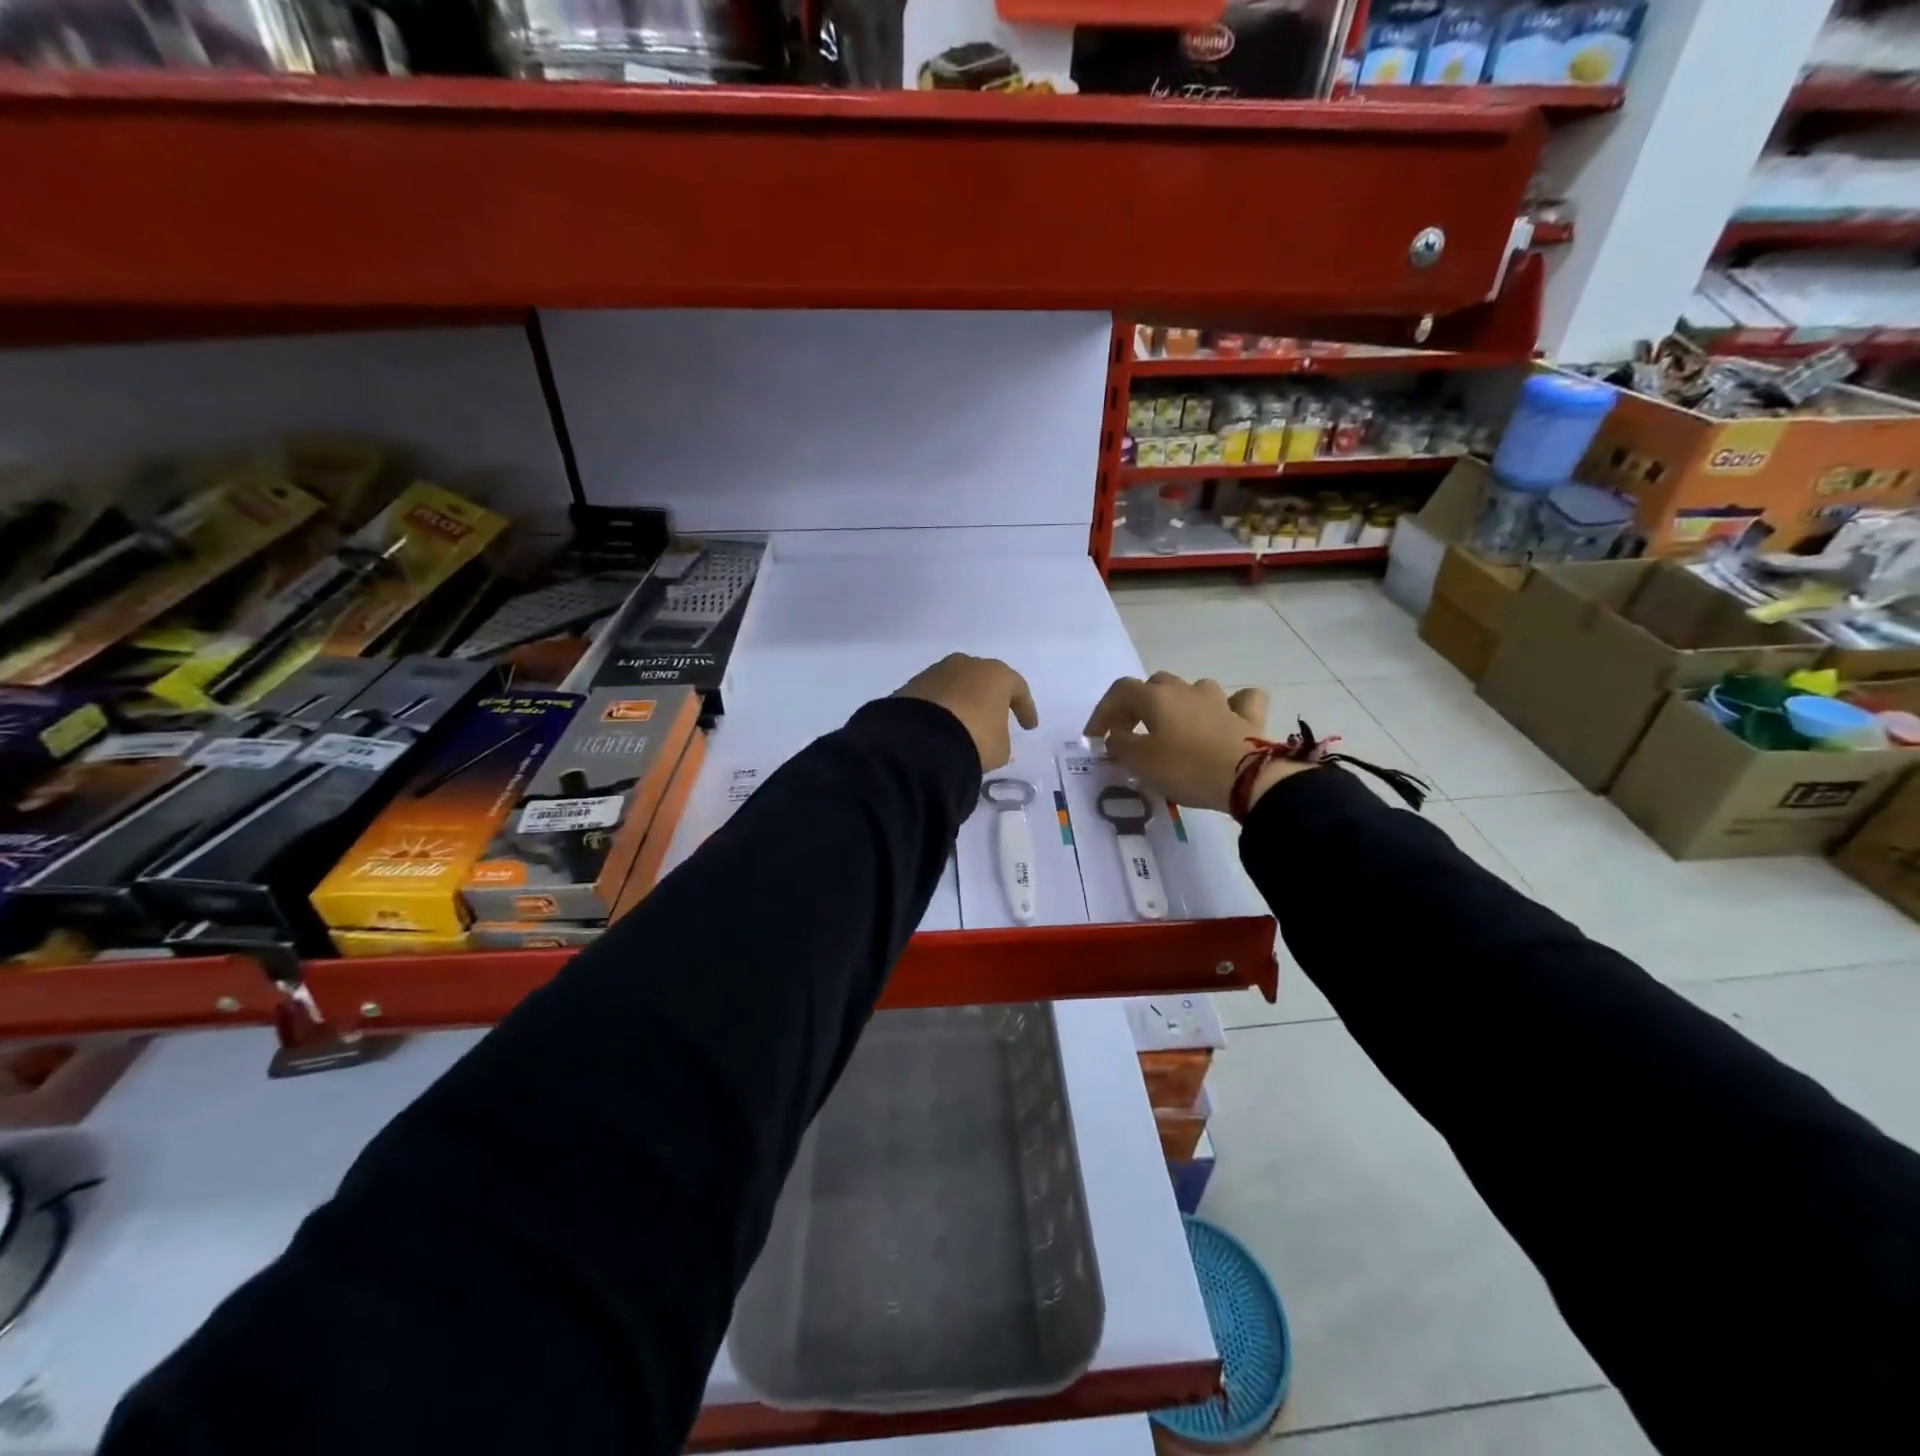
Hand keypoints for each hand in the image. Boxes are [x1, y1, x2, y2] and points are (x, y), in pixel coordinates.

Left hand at [894, 654, 1038, 772]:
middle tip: (994, 717)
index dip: (1026, 709)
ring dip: (962, 701)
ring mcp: (936, 672)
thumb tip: (991, 736)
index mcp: (996, 674)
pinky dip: (940, 709)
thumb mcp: (1000, 748)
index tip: (1029, 727)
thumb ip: (1000, 738)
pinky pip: (934, 696)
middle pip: (984, 680)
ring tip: (963, 723)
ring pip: (956, 685)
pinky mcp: (912, 685)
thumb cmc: (974, 739)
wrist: (920, 740)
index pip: (1018, 689)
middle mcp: (966, 665)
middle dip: (990, 698)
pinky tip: (940, 726)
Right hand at [1083, 673, 1305, 814]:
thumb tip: (1117, 737)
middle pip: (1155, 686)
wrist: (1246, 778)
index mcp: (1156, 697)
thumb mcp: (1140, 762)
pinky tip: (1227, 717)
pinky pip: (1239, 701)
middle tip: (1129, 734)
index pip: (1119, 692)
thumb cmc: (1185, 768)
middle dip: (1137, 706)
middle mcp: (1186, 689)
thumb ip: (1121, 746)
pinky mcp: (1247, 716)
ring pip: (1193, 689)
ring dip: (1179, 704)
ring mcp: (1220, 700)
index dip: (1102, 712)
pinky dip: (1230, 706)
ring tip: (1173, 728)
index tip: (1094, 738)